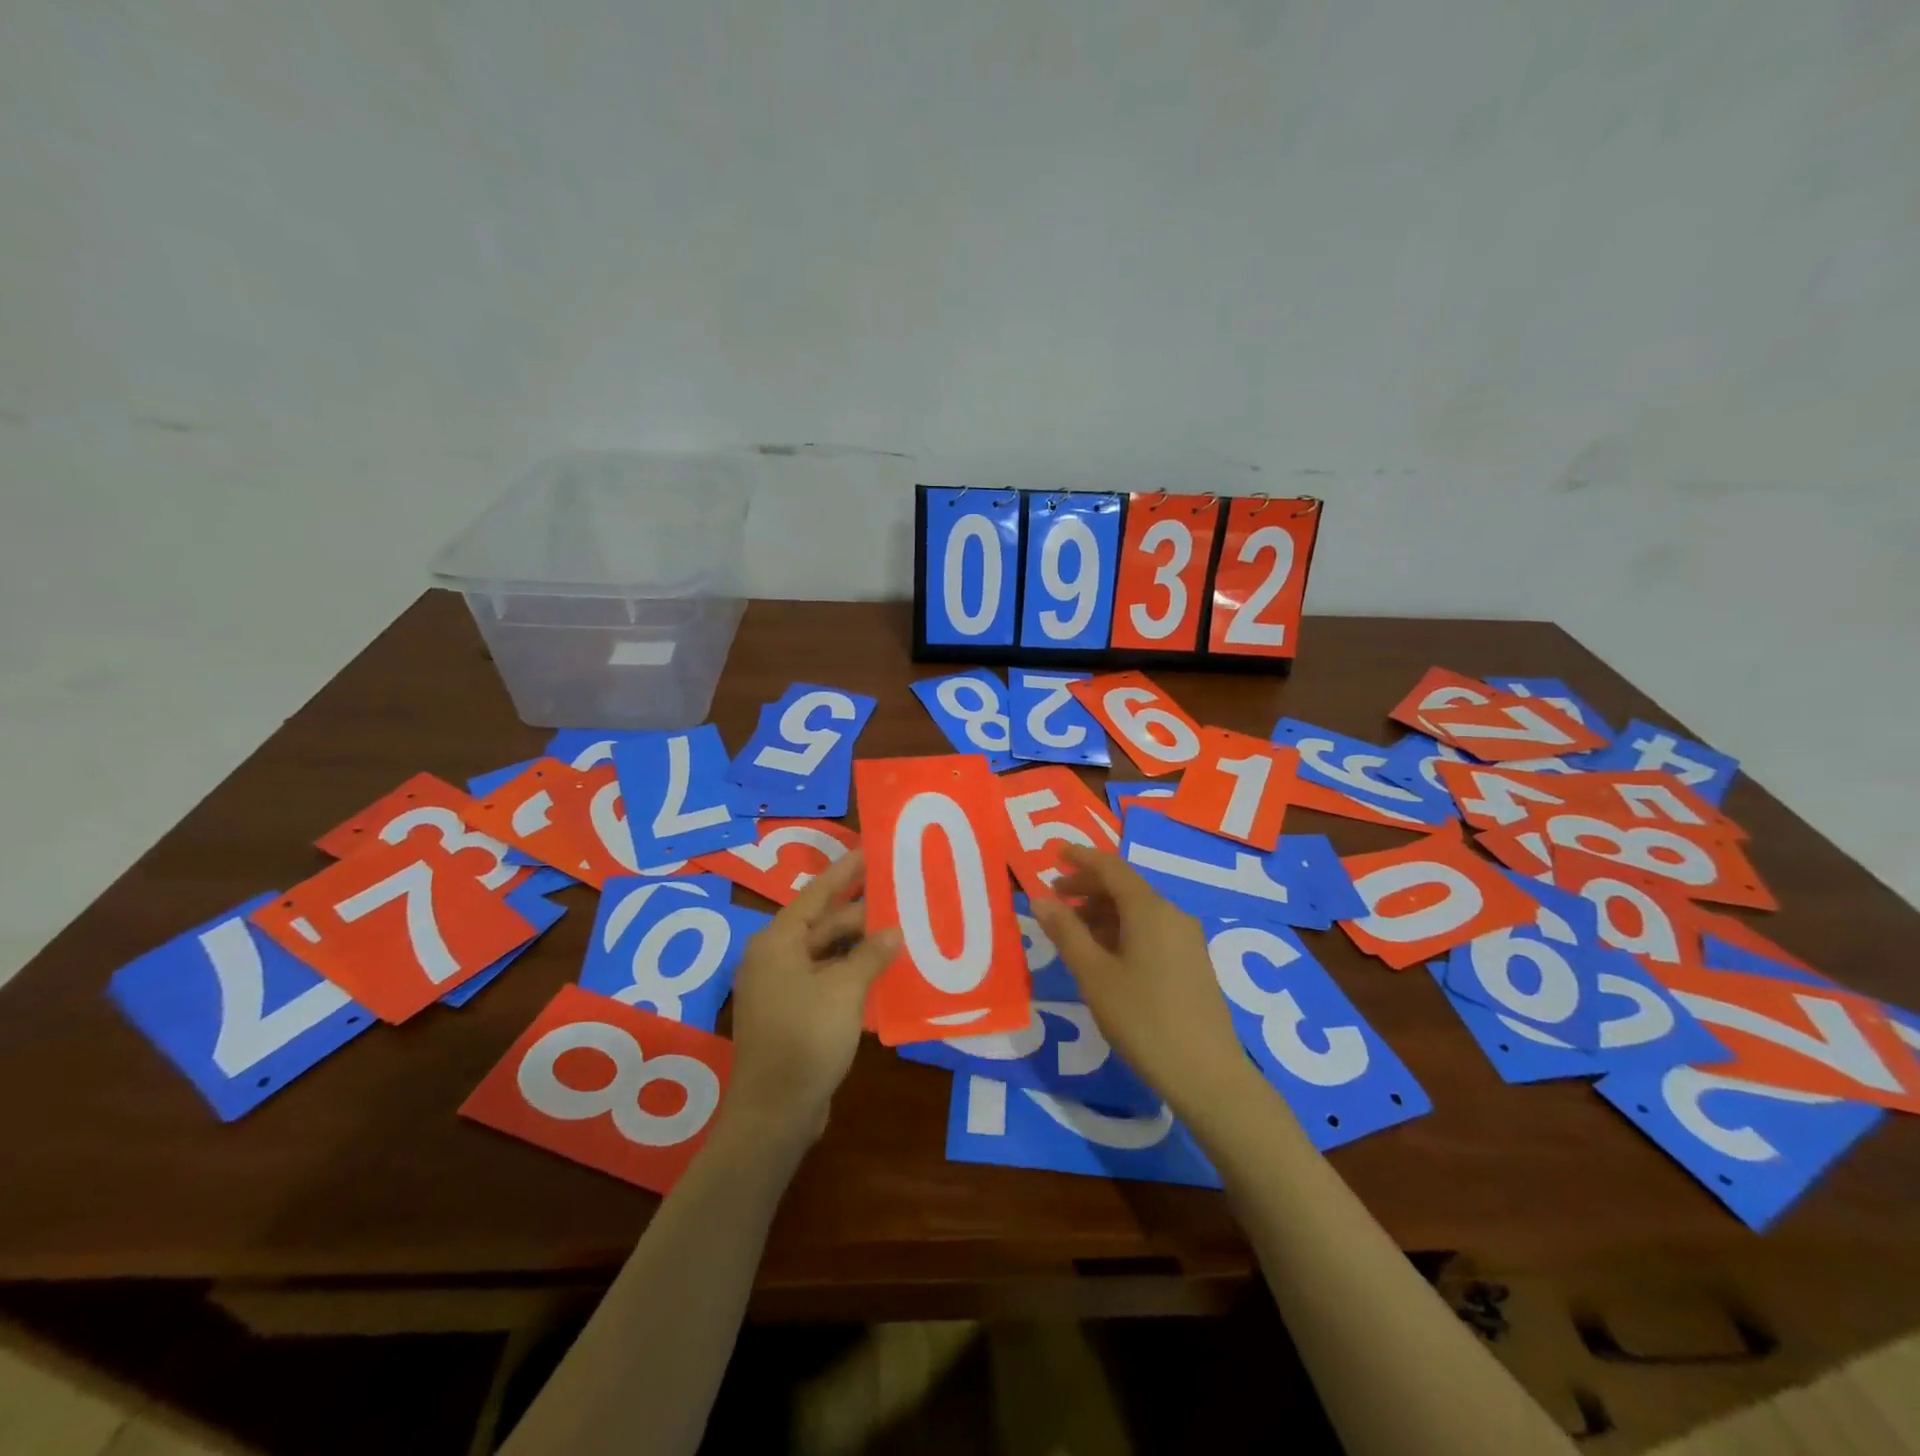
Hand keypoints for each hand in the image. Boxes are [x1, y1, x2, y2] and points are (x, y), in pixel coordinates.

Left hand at [720, 849, 899, 1148]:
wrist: (774, 1114)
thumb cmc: (806, 1039)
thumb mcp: (845, 990)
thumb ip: (871, 955)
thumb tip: (893, 932)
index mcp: (777, 942)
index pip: (817, 893)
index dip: (846, 871)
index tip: (871, 849)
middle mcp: (774, 958)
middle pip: (823, 924)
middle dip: (861, 914)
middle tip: (901, 897)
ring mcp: (781, 988)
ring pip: (827, 954)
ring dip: (860, 947)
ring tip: (901, 932)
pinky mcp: (791, 1015)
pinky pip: (826, 980)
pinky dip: (852, 974)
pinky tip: (884, 974)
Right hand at [1030, 845, 1255, 1118]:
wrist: (1207, 1075)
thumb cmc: (1142, 1019)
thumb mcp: (1094, 975)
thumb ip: (1066, 932)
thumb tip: (1040, 898)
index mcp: (1150, 910)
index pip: (1111, 867)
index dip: (1081, 857)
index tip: (1054, 853)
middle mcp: (1172, 914)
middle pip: (1125, 887)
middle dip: (1088, 888)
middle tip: (1055, 899)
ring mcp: (1187, 939)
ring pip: (1138, 910)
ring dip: (1103, 912)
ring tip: (1073, 933)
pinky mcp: (1192, 962)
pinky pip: (1151, 930)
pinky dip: (1122, 930)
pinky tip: (1105, 956)